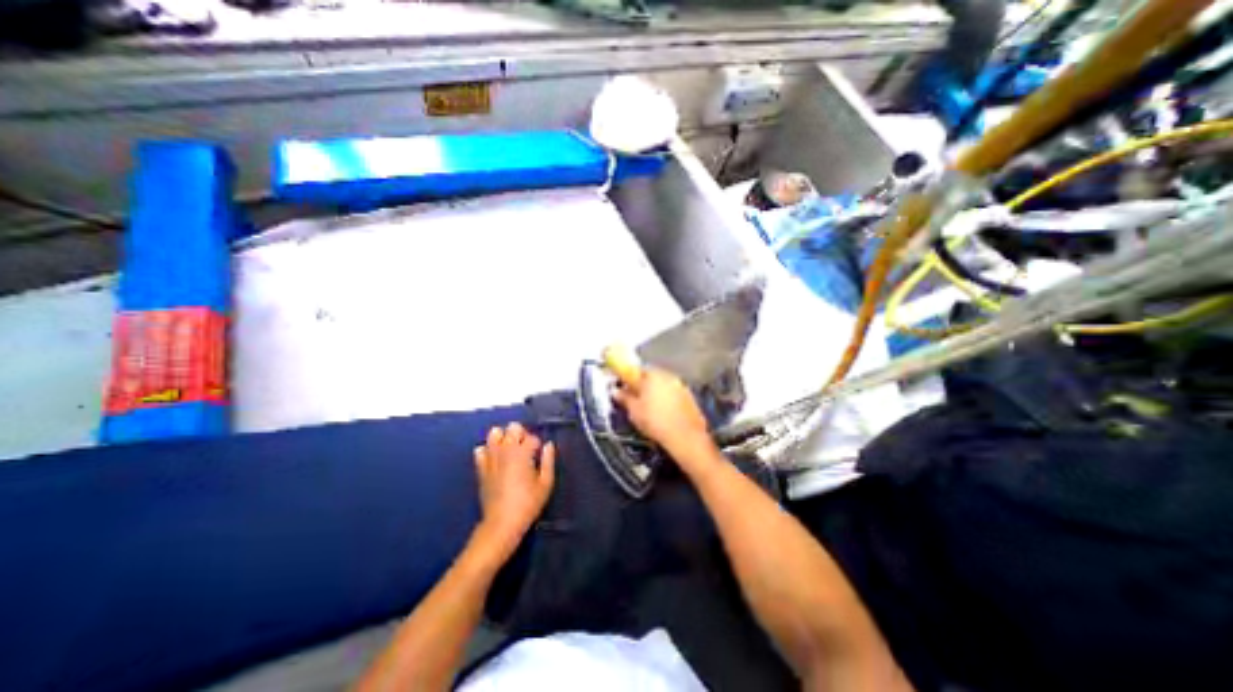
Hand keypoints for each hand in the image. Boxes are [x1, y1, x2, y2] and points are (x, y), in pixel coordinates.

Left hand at [474, 423, 553, 560]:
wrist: (502, 523)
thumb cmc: (528, 503)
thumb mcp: (546, 483)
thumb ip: (548, 461)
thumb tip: (549, 445)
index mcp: (522, 453)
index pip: (532, 437)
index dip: (538, 445)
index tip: (539, 457)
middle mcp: (505, 450)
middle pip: (513, 427)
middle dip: (521, 434)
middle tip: (526, 450)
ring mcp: (490, 458)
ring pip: (494, 433)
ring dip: (504, 438)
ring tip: (510, 451)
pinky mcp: (480, 467)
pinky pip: (480, 449)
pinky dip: (488, 450)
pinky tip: (495, 459)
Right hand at [613, 369, 712, 460]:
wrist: (685, 437)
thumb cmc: (655, 421)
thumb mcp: (634, 411)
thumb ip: (624, 398)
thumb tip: (615, 390)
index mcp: (652, 375)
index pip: (637, 370)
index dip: (629, 379)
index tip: (624, 388)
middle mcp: (668, 375)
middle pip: (651, 376)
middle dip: (643, 385)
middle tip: (636, 400)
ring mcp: (681, 385)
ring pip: (664, 385)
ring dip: (657, 392)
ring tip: (651, 408)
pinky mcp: (690, 396)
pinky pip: (674, 393)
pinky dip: (668, 399)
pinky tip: (665, 413)